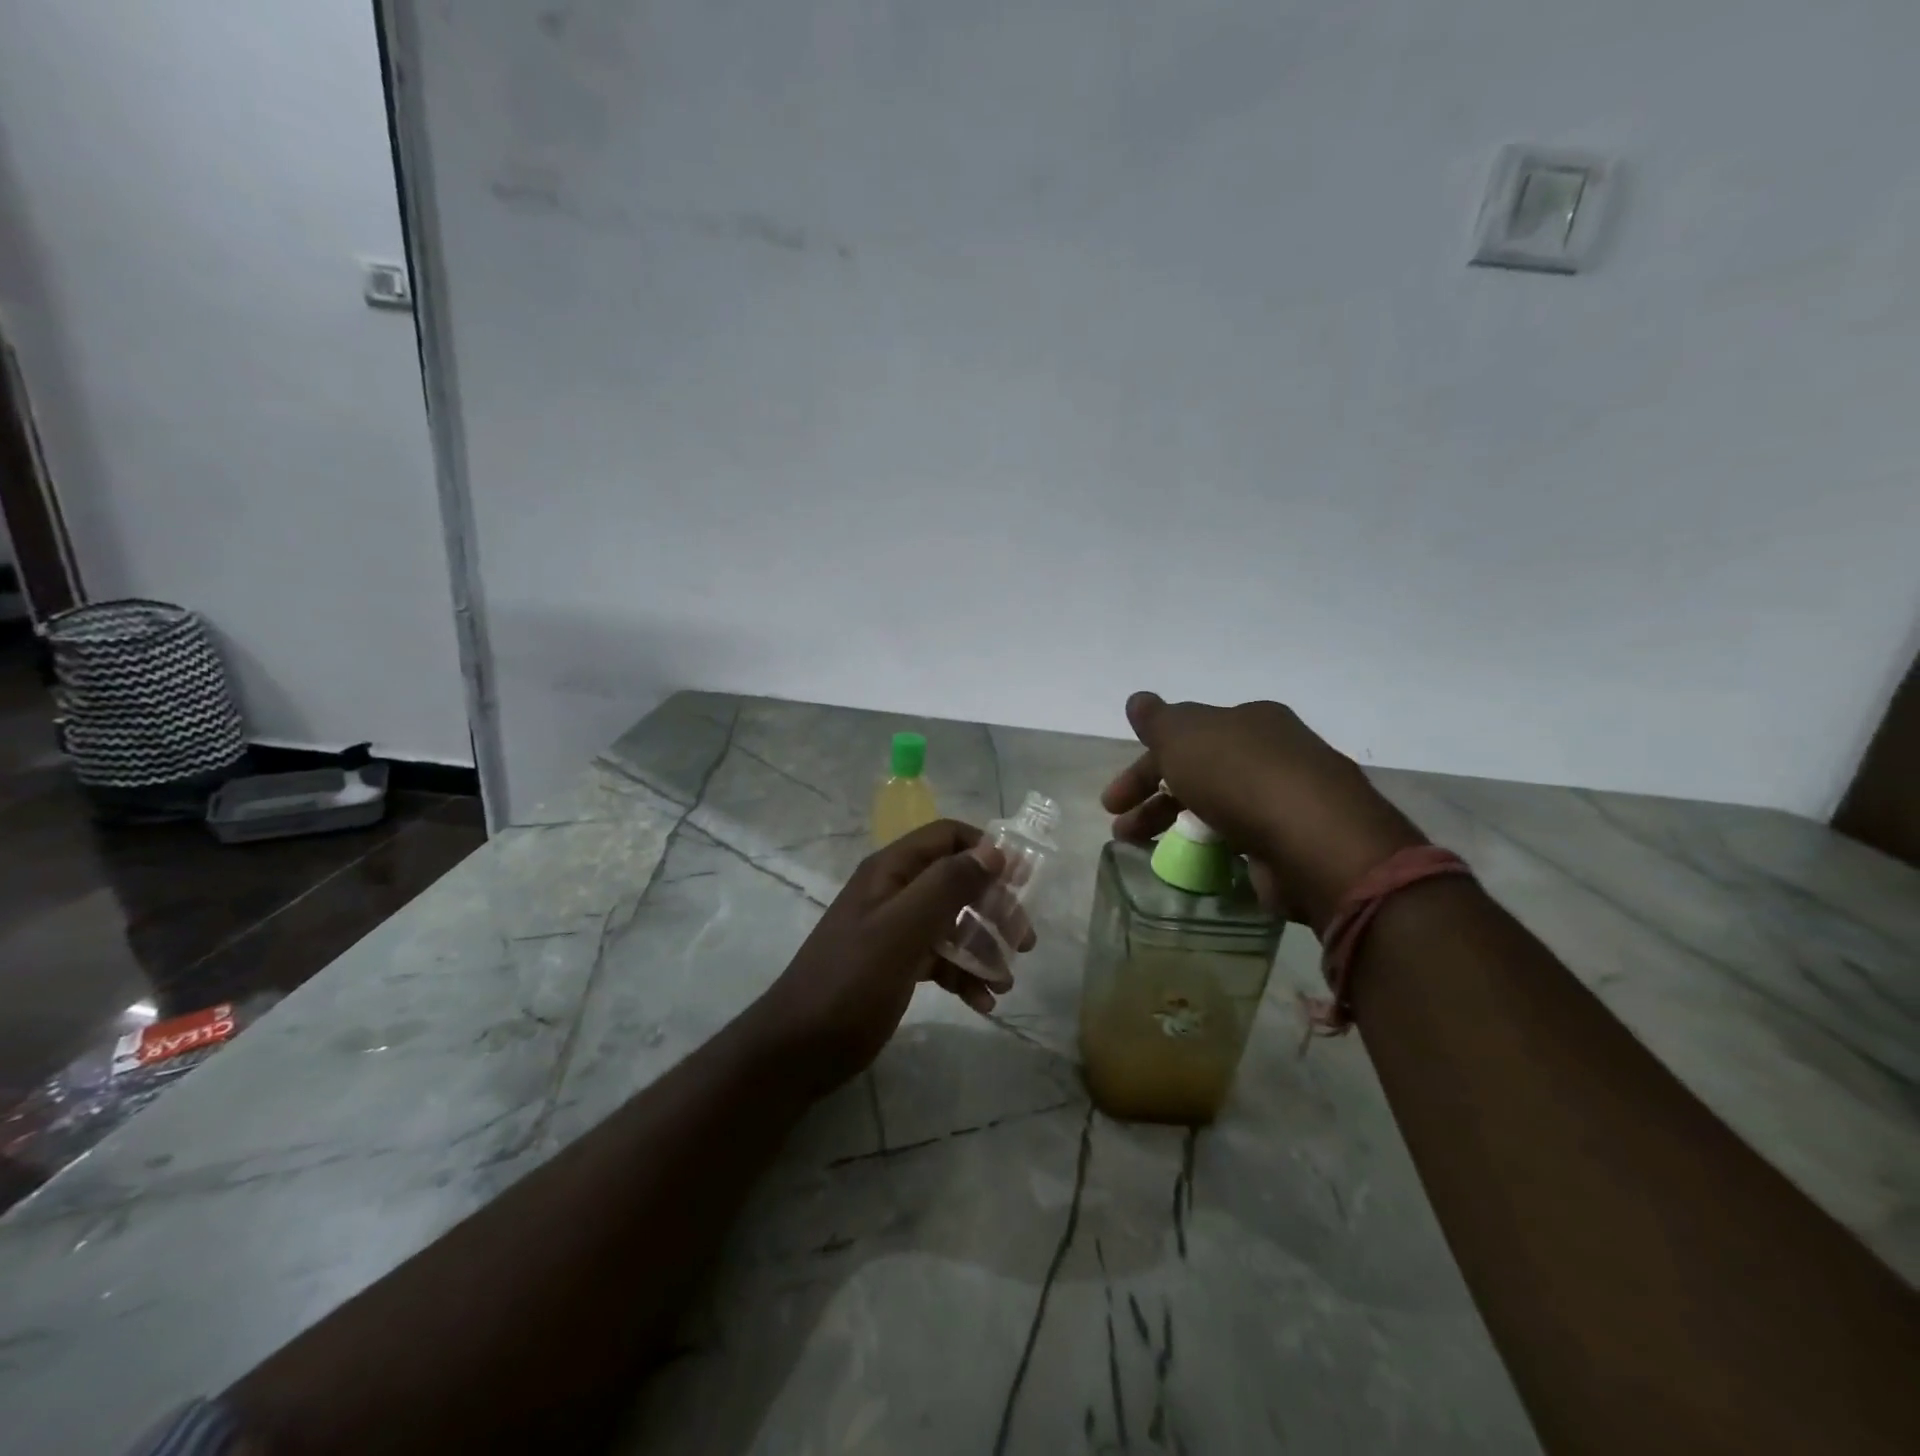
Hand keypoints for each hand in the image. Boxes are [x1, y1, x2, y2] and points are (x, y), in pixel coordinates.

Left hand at [749, 819, 1036, 1096]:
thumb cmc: (851, 982)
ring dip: (983, 948)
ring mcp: (895, 930)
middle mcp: (895, 892)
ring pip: (953, 924)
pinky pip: (940, 958)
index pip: (947, 837)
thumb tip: (993, 849)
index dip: (987, 851)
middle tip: (1024, 941)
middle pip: (957, 883)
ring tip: (1005, 983)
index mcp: (891, 871)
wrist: (798, 1049)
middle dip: (993, 908)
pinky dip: (963, 975)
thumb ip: (947, 885)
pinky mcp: (897, 965)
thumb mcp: (902, 930)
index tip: (1023, 881)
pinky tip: (982, 1003)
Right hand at [1100, 692, 1425, 930]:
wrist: (1315, 839)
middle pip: (1198, 773)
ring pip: (1217, 808)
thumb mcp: (1185, 736)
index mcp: (1248, 721)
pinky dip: (1213, 848)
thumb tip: (1138, 700)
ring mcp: (1288, 798)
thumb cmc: (1240, 777)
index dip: (1142, 768)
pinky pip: (1241, 839)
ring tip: (1146, 852)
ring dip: (1176, 827)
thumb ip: (1158, 721)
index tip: (1112, 802)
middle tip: (1122, 831)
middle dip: (1154, 801)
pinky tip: (1195, 864)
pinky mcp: (1297, 840)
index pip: (1183, 738)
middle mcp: (1272, 753)